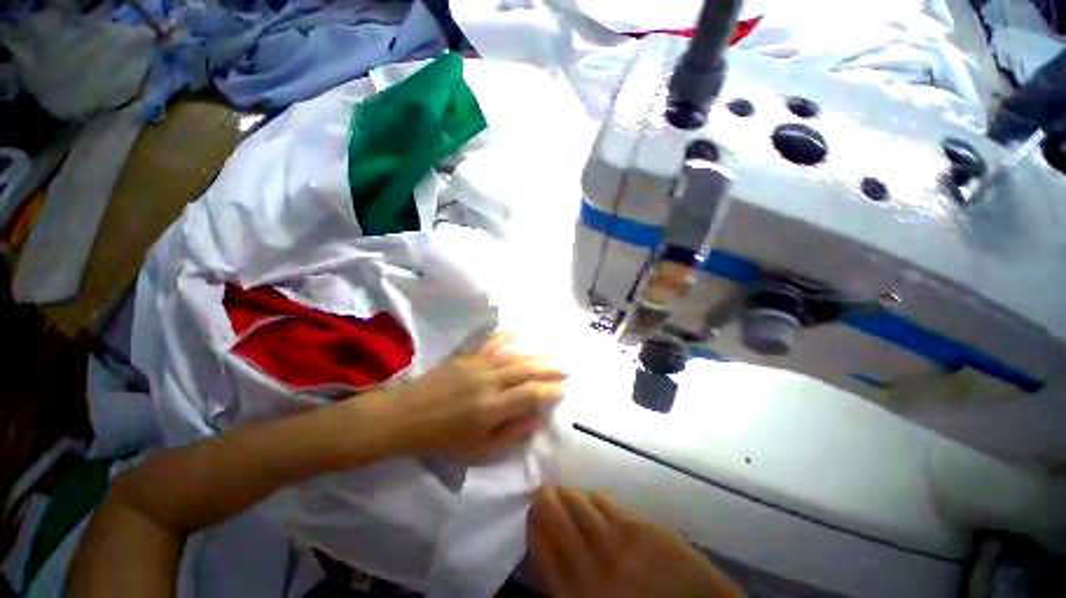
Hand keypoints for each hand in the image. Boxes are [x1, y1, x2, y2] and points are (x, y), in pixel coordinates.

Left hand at [366, 333, 566, 461]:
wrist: (406, 416)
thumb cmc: (442, 439)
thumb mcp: (477, 450)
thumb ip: (510, 436)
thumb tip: (536, 421)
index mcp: (492, 408)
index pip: (531, 394)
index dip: (550, 390)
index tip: (563, 389)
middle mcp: (489, 382)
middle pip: (526, 370)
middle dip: (549, 369)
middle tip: (565, 368)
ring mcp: (477, 365)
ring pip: (513, 355)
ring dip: (535, 355)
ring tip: (550, 356)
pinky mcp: (466, 356)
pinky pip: (491, 342)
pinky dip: (507, 337)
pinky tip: (518, 335)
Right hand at [528, 486, 745, 597]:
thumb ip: (567, 583)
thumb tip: (548, 546)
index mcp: (578, 596)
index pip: (542, 549)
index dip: (534, 524)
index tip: (530, 510)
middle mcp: (594, 568)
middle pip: (558, 520)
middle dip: (546, 499)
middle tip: (541, 489)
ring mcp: (620, 544)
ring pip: (582, 505)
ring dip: (568, 494)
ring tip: (562, 489)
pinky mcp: (643, 527)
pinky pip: (608, 503)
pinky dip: (594, 495)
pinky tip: (591, 494)